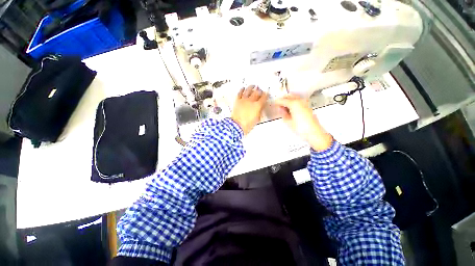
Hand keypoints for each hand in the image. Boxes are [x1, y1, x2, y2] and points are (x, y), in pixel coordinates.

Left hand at [231, 85, 267, 134]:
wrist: (237, 125)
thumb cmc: (247, 124)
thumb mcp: (257, 119)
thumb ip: (259, 112)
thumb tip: (260, 109)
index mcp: (257, 106)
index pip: (263, 97)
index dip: (265, 94)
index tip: (266, 93)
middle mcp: (251, 101)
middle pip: (256, 92)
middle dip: (259, 90)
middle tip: (260, 89)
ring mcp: (243, 100)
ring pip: (248, 90)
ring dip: (251, 87)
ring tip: (253, 85)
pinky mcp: (237, 101)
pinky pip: (240, 93)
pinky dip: (242, 90)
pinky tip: (243, 88)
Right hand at [275, 95, 332, 150]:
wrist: (313, 132)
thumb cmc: (301, 127)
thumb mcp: (288, 121)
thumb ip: (283, 113)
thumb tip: (281, 109)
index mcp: (294, 104)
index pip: (282, 100)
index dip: (277, 102)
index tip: (274, 103)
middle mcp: (300, 101)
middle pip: (289, 96)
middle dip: (283, 99)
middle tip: (278, 105)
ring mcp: (305, 103)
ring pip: (294, 98)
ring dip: (288, 100)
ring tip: (284, 108)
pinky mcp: (308, 106)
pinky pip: (298, 101)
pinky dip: (293, 103)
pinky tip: (291, 109)